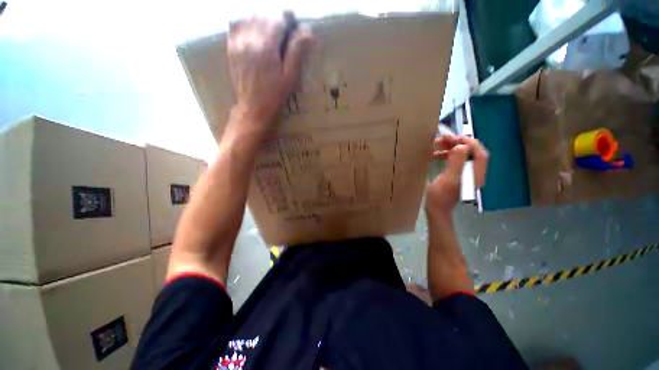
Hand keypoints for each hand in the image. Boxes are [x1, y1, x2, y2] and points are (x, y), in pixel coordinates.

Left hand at [227, 13, 311, 131]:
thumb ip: (297, 51)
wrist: (253, 107)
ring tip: (270, 26)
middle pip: (264, 14)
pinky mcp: (231, 47)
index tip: (294, 20)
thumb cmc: (275, 95)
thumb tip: (306, 30)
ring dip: (262, 16)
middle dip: (276, 16)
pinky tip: (253, 27)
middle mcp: (249, 39)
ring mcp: (237, 42)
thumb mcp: (290, 76)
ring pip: (249, 15)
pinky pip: (235, 23)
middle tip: (285, 26)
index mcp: (267, 46)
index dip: (288, 16)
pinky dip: (245, 20)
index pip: (278, 18)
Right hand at [426, 135, 488, 214]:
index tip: (454, 138)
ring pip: (463, 154)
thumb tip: (461, 146)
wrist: (436, 209)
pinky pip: (456, 159)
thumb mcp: (448, 180)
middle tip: (445, 139)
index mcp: (475, 175)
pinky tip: (437, 154)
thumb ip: (456, 163)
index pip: (480, 153)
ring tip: (439, 144)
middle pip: (472, 152)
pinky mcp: (458, 174)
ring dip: (452, 147)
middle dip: (459, 143)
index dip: (470, 143)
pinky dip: (448, 154)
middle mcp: (474, 173)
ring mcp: (466, 173)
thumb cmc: (440, 196)